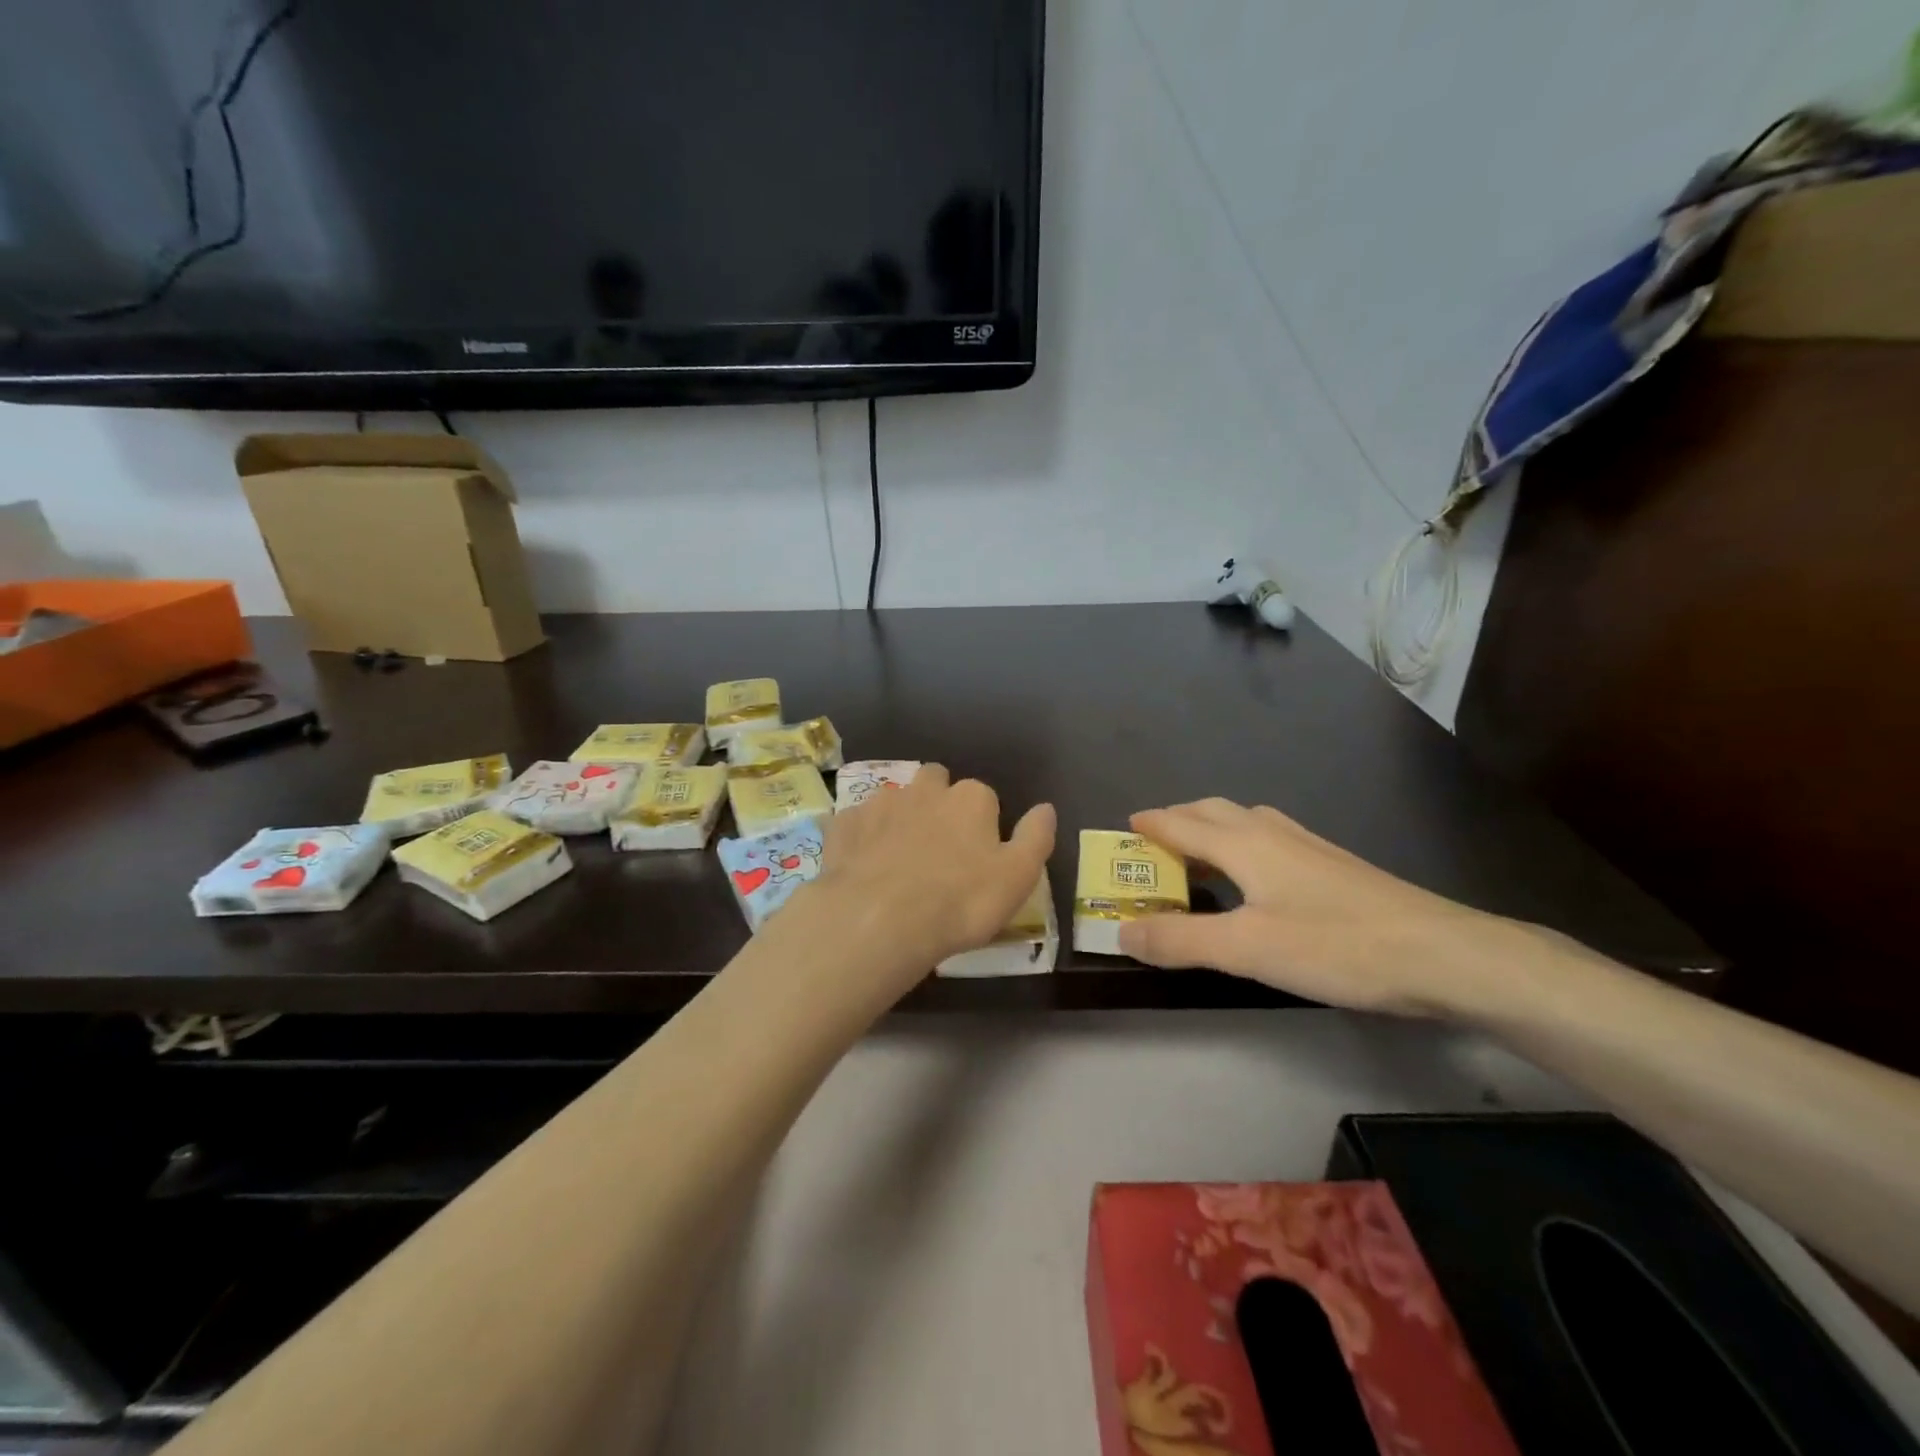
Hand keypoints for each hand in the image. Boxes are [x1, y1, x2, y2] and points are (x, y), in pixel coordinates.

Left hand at [794, 765, 1055, 999]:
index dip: (983, 823)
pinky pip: (858, 823)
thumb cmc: (960, 901)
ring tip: (899, 859)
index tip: (979, 855)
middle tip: (939, 847)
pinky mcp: (844, 825)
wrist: (879, 918)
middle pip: (936, 782)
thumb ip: (1035, 837)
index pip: (984, 796)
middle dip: (938, 802)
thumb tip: (1046, 808)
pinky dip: (863, 837)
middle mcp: (925, 789)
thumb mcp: (1017, 877)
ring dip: (900, 818)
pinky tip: (863, 867)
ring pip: (896, 799)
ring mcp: (880, 803)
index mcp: (970, 799)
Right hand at [1118, 799, 1523, 1016]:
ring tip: (1197, 853)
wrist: (1441, 953)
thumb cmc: (1335, 946)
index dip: (1150, 824)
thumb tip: (1120, 931)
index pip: (1181, 824)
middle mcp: (1272, 833)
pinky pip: (1270, 836)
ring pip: (1245, 820)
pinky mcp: (1334, 864)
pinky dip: (1242, 841)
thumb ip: (1180, 940)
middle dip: (1177, 819)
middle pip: (1212, 811)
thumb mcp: (1246, 950)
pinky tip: (1258, 871)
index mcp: (1243, 844)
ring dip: (1211, 827)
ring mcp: (1308, 845)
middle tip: (1153, 843)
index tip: (1124, 827)